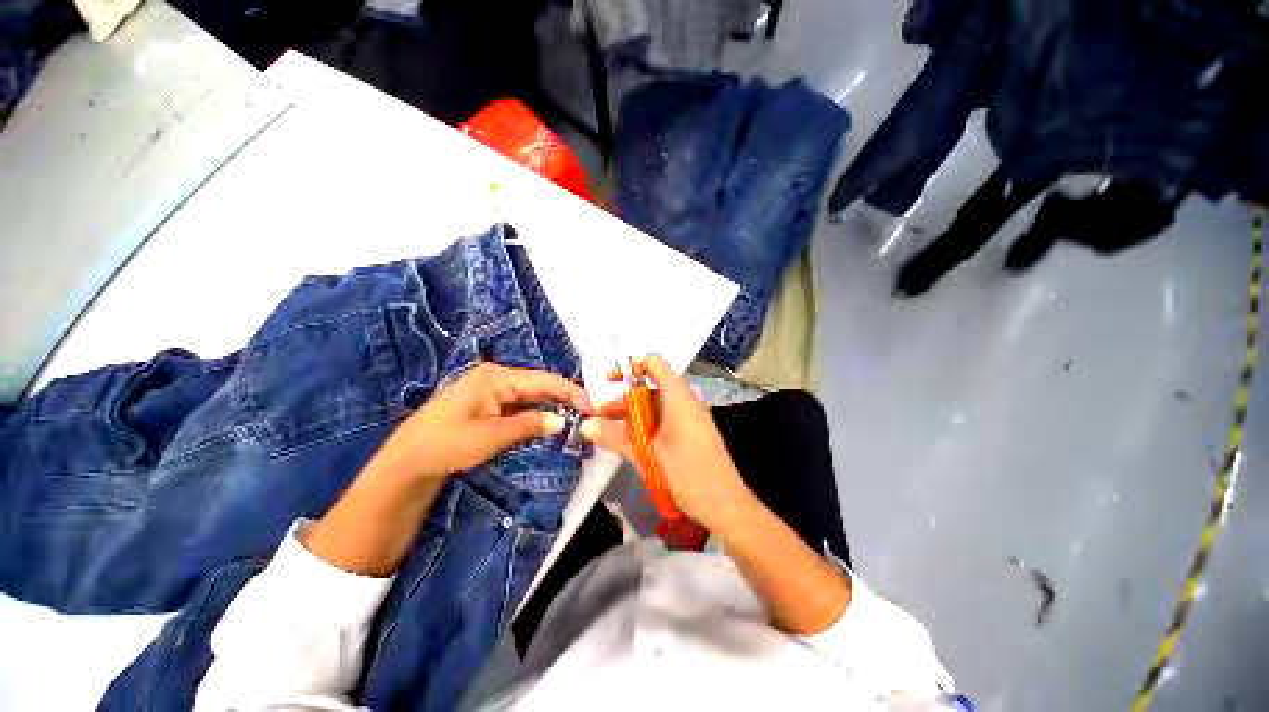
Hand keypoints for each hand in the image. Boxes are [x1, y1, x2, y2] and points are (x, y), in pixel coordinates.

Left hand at [377, 362, 591, 482]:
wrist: (408, 461)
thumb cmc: (447, 444)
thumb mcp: (491, 436)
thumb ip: (530, 424)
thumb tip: (562, 421)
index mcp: (496, 377)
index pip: (542, 380)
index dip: (569, 391)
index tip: (591, 404)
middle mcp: (495, 376)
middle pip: (538, 384)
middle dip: (563, 397)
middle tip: (587, 412)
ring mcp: (490, 388)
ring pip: (530, 394)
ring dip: (551, 405)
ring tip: (575, 416)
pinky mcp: (487, 402)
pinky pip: (519, 403)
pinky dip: (535, 412)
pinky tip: (549, 420)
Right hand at [580, 355, 752, 531]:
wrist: (725, 504)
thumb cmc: (686, 474)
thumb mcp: (646, 454)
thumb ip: (615, 437)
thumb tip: (586, 424)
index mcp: (678, 397)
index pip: (655, 364)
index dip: (631, 366)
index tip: (608, 380)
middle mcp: (686, 400)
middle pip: (650, 387)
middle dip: (623, 399)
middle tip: (598, 414)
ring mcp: (690, 416)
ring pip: (656, 405)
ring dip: (632, 414)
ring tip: (607, 430)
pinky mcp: (692, 430)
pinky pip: (664, 417)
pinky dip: (646, 423)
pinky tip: (630, 440)